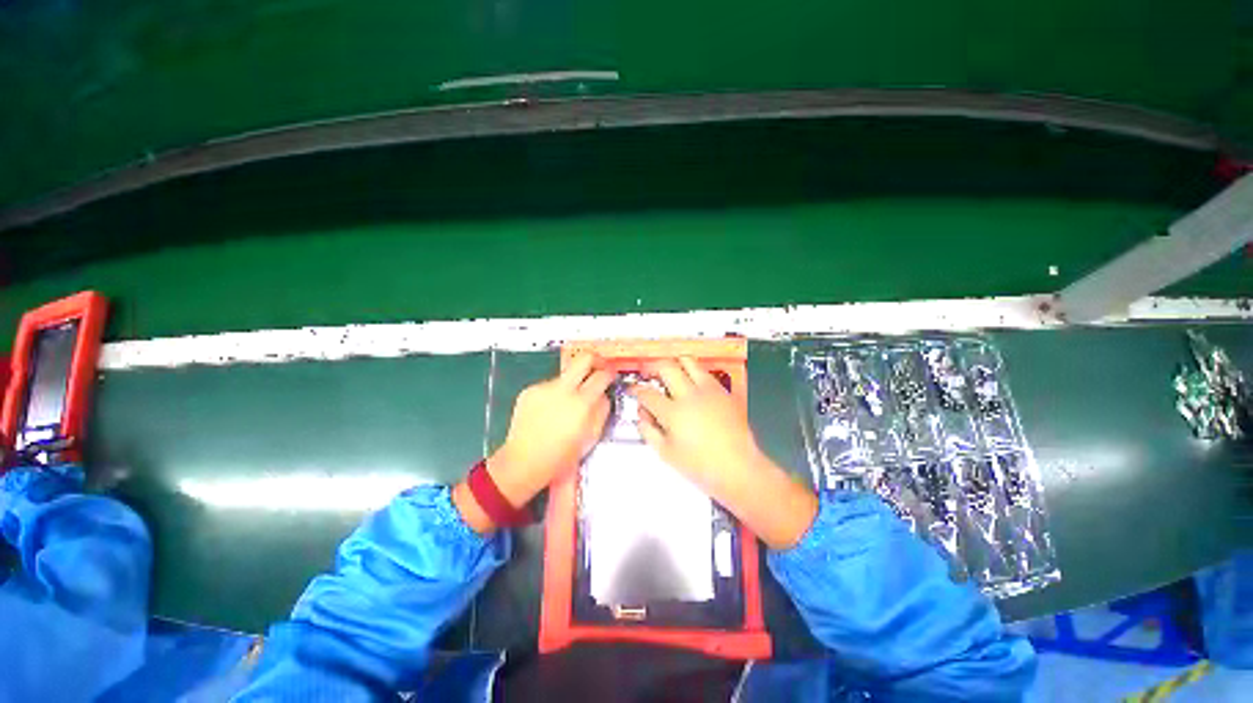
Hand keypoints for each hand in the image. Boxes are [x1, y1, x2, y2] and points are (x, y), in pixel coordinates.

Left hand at [454, 353, 613, 532]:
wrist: (524, 462)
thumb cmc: (561, 456)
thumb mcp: (591, 437)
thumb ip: (601, 410)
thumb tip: (603, 395)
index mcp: (581, 403)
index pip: (602, 375)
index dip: (610, 372)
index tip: (611, 374)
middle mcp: (563, 390)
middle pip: (584, 358)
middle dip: (595, 359)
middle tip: (598, 367)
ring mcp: (544, 388)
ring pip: (566, 375)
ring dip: (572, 383)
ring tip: (567, 405)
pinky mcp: (530, 390)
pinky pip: (549, 385)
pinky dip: (554, 393)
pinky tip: (550, 411)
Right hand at [632, 357, 817, 549]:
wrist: (739, 468)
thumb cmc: (701, 466)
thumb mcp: (667, 453)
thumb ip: (649, 431)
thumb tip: (641, 415)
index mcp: (673, 412)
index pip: (647, 393)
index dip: (635, 389)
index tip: (633, 389)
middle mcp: (690, 395)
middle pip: (666, 367)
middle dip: (652, 367)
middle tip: (648, 373)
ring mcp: (709, 390)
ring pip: (688, 361)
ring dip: (674, 363)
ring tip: (670, 371)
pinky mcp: (724, 391)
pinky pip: (705, 372)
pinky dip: (693, 372)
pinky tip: (691, 383)